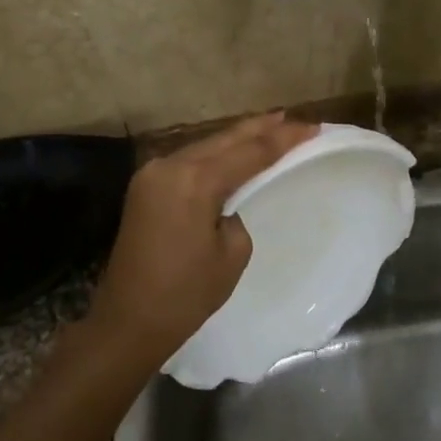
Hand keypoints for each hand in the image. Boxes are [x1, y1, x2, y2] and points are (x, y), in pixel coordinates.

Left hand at [90, 113, 319, 365]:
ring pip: (205, 146)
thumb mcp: (231, 254)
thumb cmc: (185, 295)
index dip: (284, 139)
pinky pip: (188, 161)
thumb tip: (227, 202)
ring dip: (238, 138)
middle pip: (224, 139)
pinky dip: (215, 155)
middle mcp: (169, 166)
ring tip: (271, 127)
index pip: (249, 151)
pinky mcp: (145, 187)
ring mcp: (152, 174)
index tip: (313, 127)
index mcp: (194, 181)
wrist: (127, 321)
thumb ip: (237, 213)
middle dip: (261, 128)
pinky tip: (234, 151)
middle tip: (295, 118)